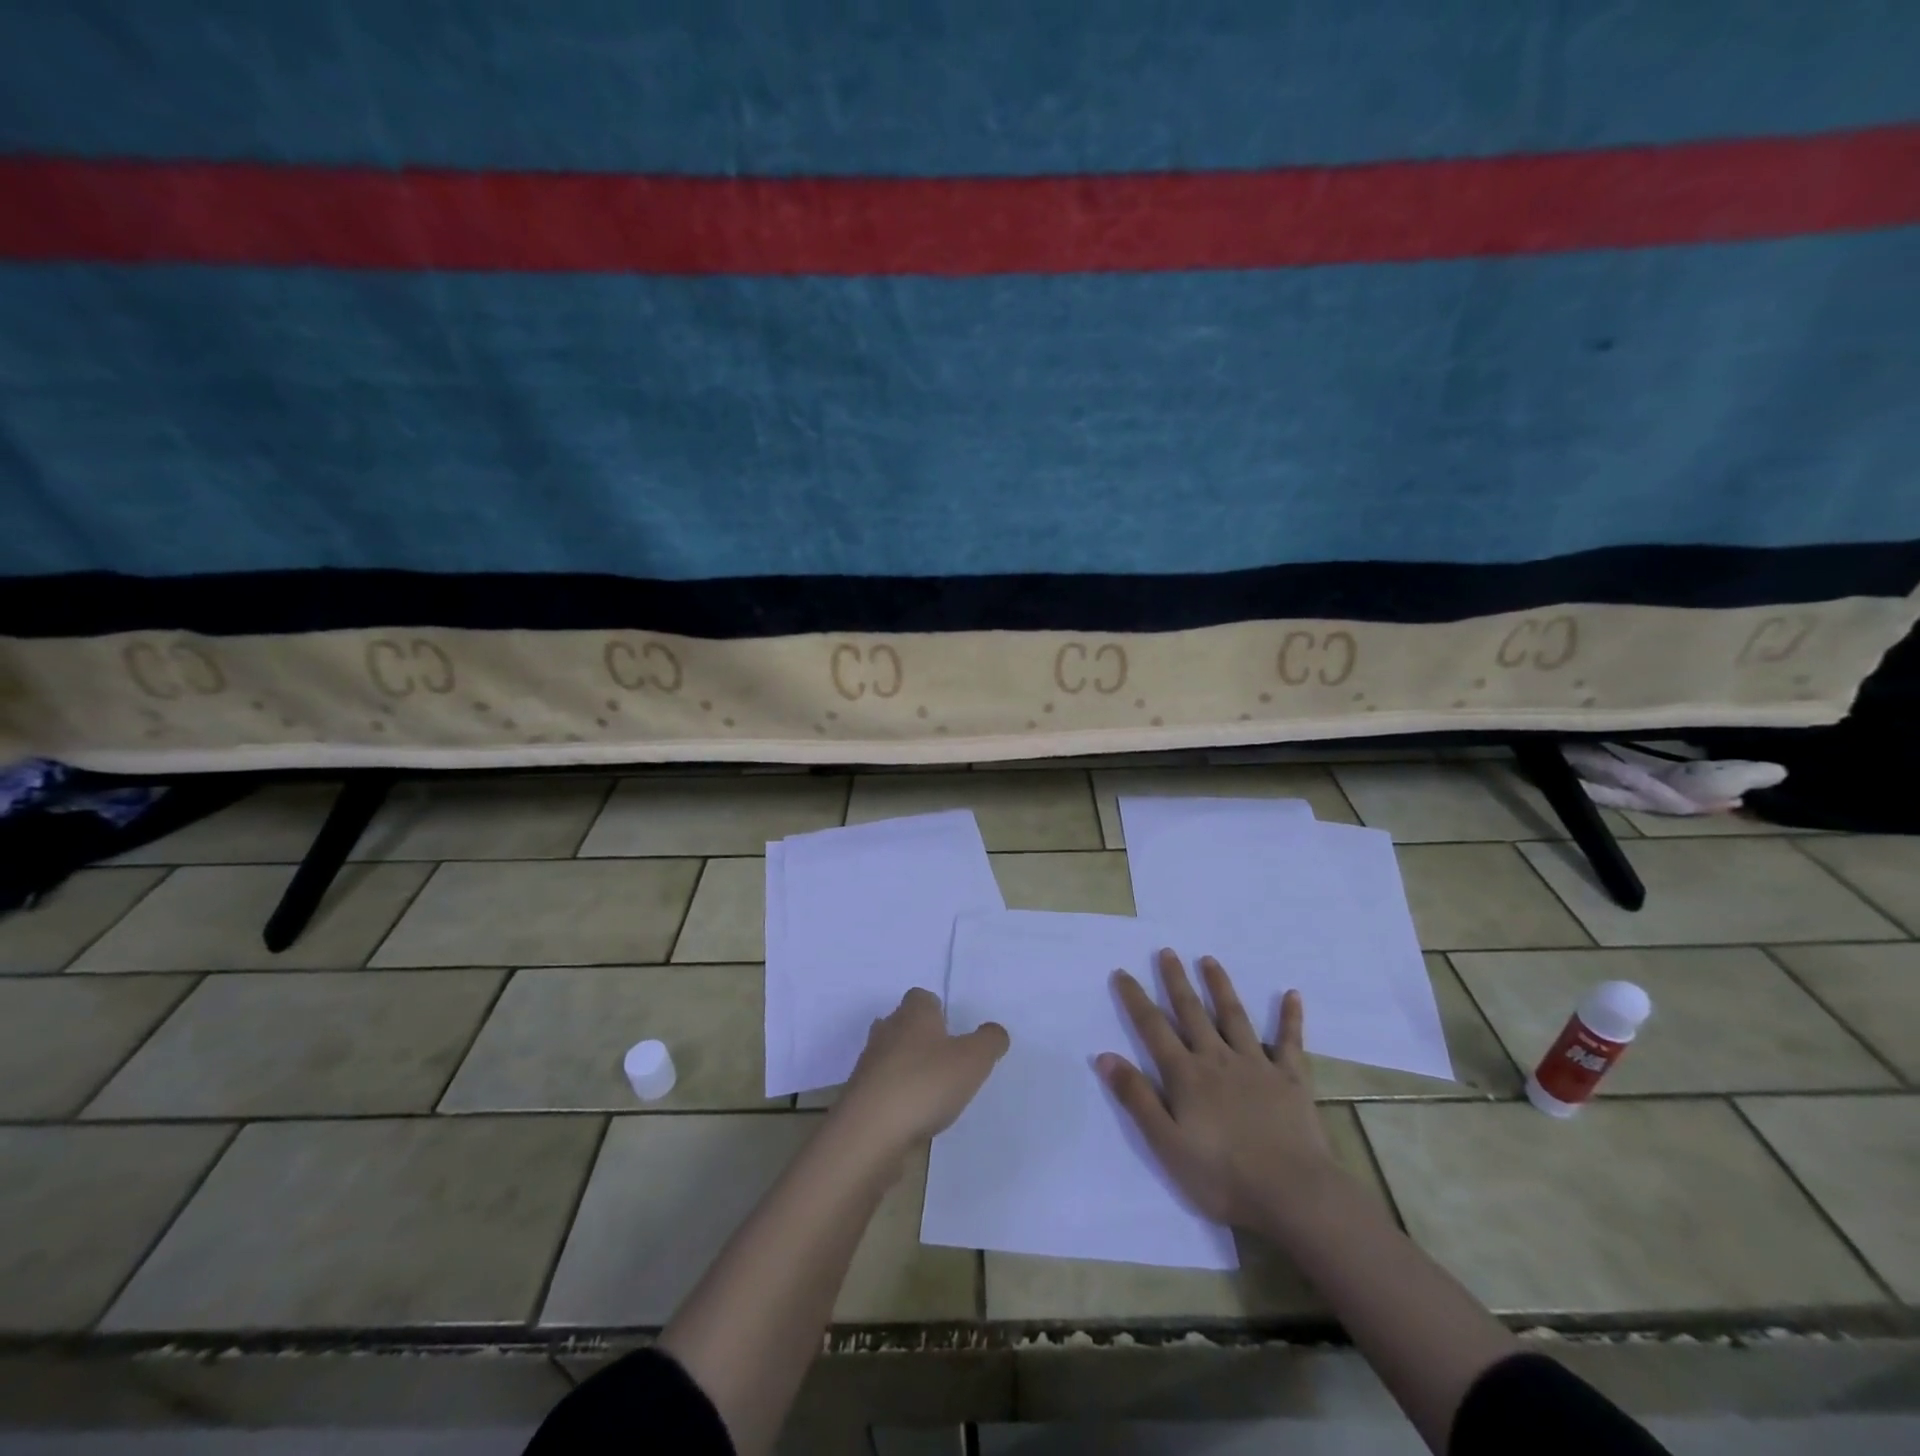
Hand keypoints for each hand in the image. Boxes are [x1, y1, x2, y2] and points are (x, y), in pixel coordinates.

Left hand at [834, 988, 1009, 1153]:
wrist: (870, 1133)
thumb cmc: (925, 1084)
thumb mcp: (973, 1060)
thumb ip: (989, 1041)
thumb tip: (994, 1031)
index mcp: (913, 1014)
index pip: (922, 997)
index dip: (937, 1010)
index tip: (953, 1031)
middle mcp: (887, 1031)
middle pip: (903, 1024)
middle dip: (921, 1038)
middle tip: (946, 1060)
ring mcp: (868, 1065)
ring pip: (890, 1056)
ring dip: (907, 1069)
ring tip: (932, 1092)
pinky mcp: (859, 1097)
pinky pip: (881, 1088)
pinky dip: (895, 1097)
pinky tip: (912, 1116)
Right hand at [1097, 950, 1332, 1229]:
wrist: (1293, 1194)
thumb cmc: (1222, 1176)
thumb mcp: (1166, 1144)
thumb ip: (1136, 1098)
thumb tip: (1105, 1056)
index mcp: (1186, 1075)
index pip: (1153, 1028)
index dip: (1135, 999)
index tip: (1122, 972)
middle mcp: (1217, 1059)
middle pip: (1192, 1012)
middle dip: (1176, 981)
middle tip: (1167, 952)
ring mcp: (1257, 1065)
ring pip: (1234, 1016)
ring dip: (1220, 986)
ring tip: (1209, 960)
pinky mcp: (1291, 1079)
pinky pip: (1290, 1042)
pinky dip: (1290, 1017)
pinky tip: (1291, 994)